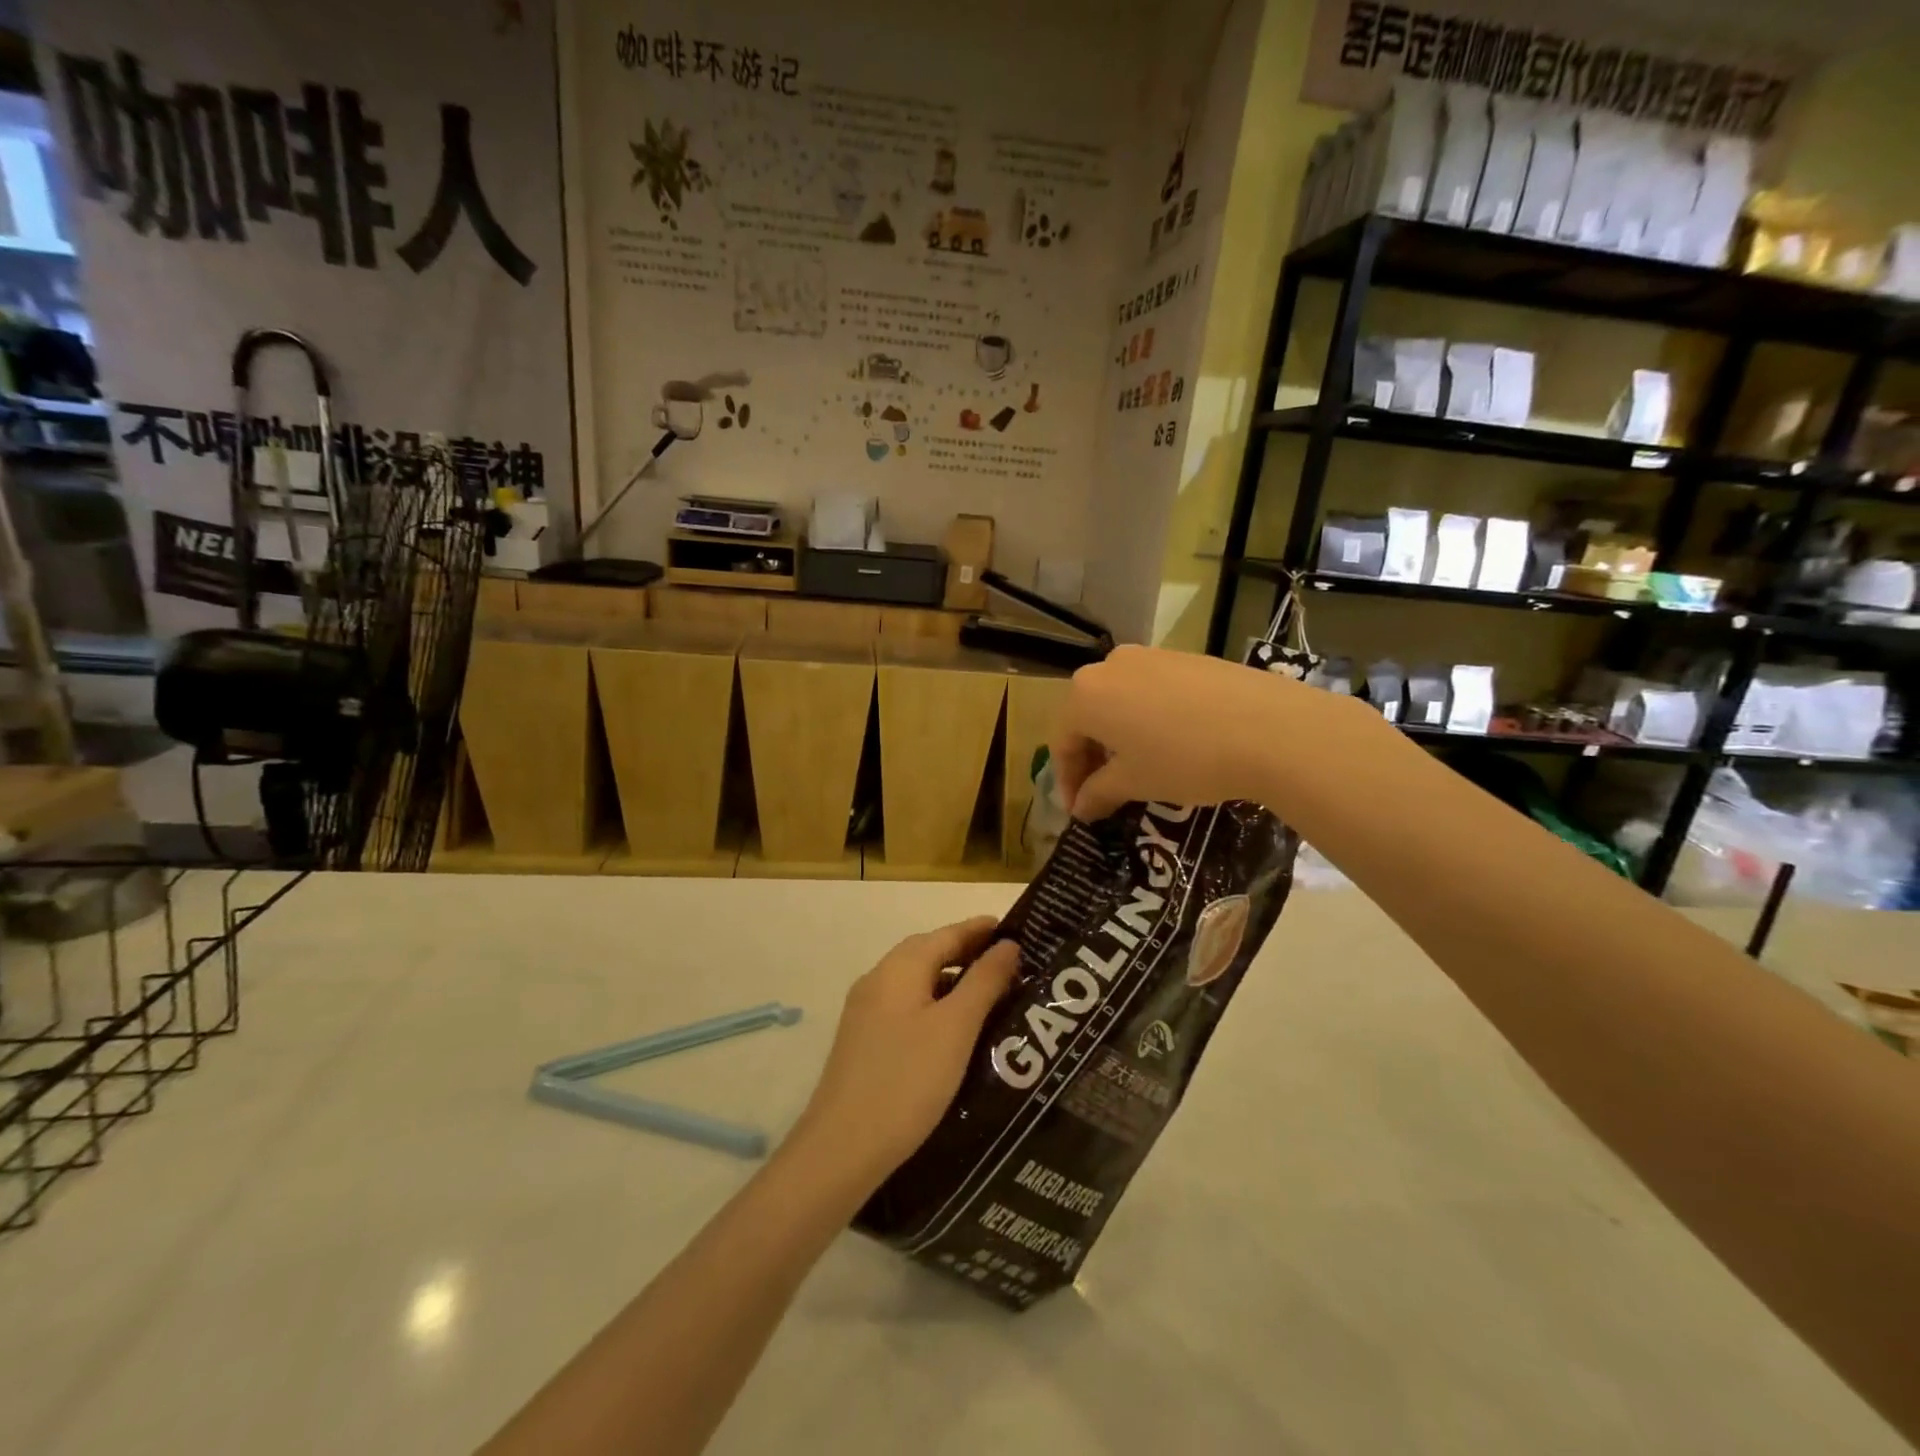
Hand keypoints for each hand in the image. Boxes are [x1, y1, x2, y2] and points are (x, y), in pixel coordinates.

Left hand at [790, 918, 1020, 1190]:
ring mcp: (867, 1012)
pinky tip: (957, 1031)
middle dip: (969, 954)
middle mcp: (879, 980)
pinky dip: (937, 1006)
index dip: (981, 930)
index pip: (947, 934)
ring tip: (993, 997)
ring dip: (954, 982)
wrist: (842, 1149)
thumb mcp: (956, 1028)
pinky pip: (908, 1007)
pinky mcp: (865, 1041)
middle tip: (1012, 964)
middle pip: (929, 954)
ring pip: (918, 983)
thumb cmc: (907, 1079)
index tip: (1018, 930)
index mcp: (899, 968)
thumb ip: (984, 982)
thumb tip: (1008, 944)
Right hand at [1051, 644, 1354, 820]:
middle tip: (1104, 792)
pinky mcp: (1186, 657)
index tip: (1079, 810)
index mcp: (1085, 694)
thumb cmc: (1185, 758)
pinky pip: (1151, 691)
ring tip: (1139, 769)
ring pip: (1120, 701)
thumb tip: (1080, 808)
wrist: (1270, 727)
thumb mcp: (1135, 782)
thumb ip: (1098, 793)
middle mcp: (1110, 666)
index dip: (1067, 780)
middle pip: (1088, 716)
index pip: (1062, 741)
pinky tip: (1172, 744)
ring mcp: (1151, 656)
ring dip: (1120, 737)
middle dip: (1092, 756)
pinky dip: (1148, 719)